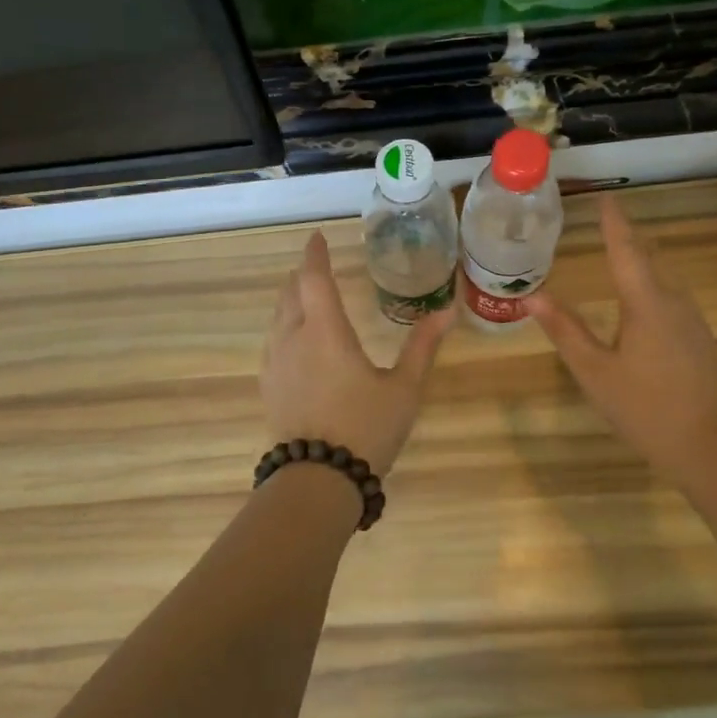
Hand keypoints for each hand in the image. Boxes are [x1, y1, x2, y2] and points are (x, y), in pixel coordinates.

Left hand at [261, 232, 454, 476]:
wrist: (317, 480)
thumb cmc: (365, 428)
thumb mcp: (404, 388)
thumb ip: (422, 347)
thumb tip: (447, 311)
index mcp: (325, 331)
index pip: (314, 279)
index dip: (315, 255)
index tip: (316, 238)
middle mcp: (293, 339)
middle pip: (290, 294)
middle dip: (302, 276)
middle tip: (315, 267)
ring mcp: (275, 364)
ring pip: (277, 319)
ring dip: (290, 301)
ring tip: (305, 298)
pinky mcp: (269, 387)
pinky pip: (273, 343)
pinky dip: (284, 327)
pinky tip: (295, 342)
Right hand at [526, 195, 716, 483]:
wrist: (707, 444)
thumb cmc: (643, 407)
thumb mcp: (594, 371)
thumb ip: (565, 330)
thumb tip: (532, 296)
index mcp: (646, 304)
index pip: (626, 251)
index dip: (614, 223)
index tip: (606, 198)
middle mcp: (674, 301)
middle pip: (649, 257)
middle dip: (628, 236)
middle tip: (606, 221)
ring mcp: (692, 319)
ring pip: (664, 276)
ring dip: (642, 258)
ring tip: (619, 250)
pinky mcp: (699, 337)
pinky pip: (672, 295)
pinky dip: (652, 282)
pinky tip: (642, 295)